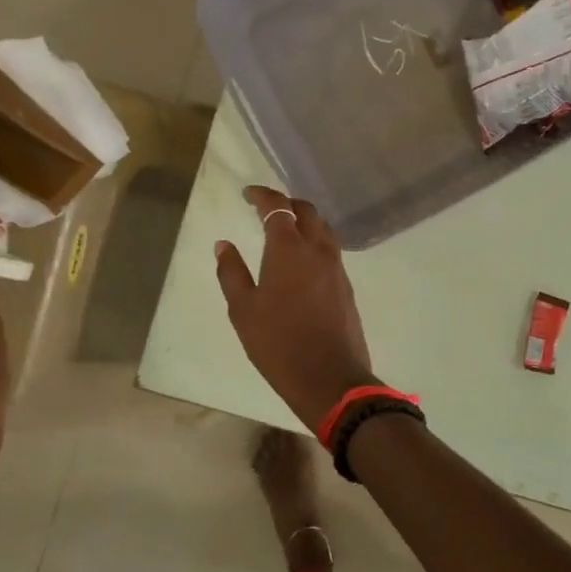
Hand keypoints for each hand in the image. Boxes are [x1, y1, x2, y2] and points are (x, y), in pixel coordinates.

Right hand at [215, 186, 377, 431]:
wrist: (330, 377)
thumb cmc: (278, 344)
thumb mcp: (243, 310)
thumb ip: (232, 273)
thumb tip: (224, 245)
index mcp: (290, 249)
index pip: (278, 207)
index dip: (263, 195)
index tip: (248, 194)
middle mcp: (318, 250)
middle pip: (307, 211)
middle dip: (286, 203)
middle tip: (267, 208)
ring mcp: (337, 267)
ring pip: (323, 229)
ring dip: (305, 220)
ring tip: (286, 229)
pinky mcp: (346, 285)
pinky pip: (331, 249)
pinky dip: (316, 241)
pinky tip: (303, 258)